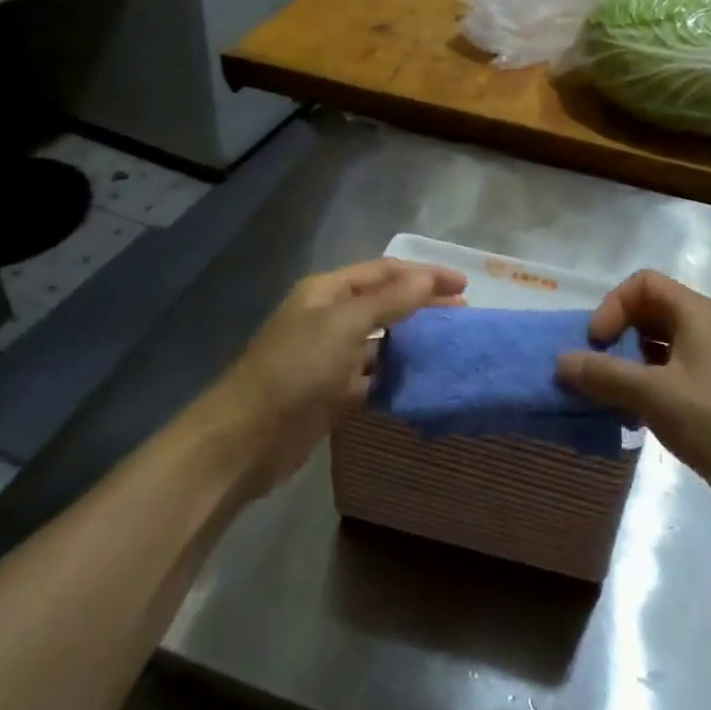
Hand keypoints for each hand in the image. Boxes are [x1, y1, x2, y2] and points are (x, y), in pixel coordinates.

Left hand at [210, 259, 465, 495]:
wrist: (247, 438)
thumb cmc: (295, 368)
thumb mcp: (343, 325)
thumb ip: (389, 301)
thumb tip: (429, 277)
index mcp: (328, 291)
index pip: (385, 271)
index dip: (424, 274)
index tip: (463, 285)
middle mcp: (330, 318)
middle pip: (385, 303)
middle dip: (422, 303)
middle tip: (463, 312)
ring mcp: (332, 357)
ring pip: (382, 341)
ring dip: (413, 340)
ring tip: (451, 344)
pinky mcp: (334, 393)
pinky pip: (375, 377)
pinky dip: (398, 376)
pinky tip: (424, 380)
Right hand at [556, 270, 710, 517]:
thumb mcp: (653, 394)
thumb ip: (604, 375)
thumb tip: (560, 362)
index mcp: (695, 313)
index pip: (642, 283)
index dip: (612, 306)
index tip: (597, 343)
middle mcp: (704, 327)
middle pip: (648, 311)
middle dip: (616, 336)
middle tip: (595, 368)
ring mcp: (710, 360)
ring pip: (656, 345)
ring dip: (627, 364)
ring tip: (609, 395)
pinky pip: (668, 373)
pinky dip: (644, 385)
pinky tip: (632, 416)